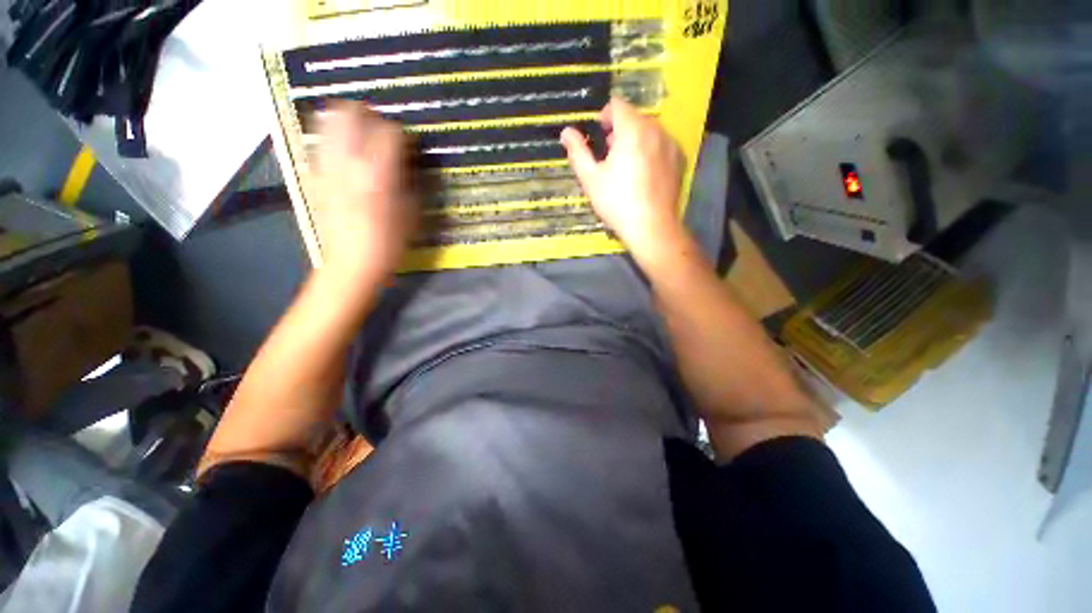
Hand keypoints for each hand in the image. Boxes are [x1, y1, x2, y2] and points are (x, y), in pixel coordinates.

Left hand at [314, 101, 417, 281]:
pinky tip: (342, 152)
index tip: (408, 142)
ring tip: (358, 132)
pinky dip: (331, 139)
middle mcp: (348, 164)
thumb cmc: (389, 244)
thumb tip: (405, 162)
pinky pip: (318, 144)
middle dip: (366, 112)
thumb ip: (409, 181)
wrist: (351, 265)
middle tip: (379, 125)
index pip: (389, 132)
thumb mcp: (411, 214)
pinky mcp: (313, 177)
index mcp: (377, 175)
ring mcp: (326, 168)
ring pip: (327, 122)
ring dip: (345, 120)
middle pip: (349, 114)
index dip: (401, 132)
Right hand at [560, 98, 685, 264]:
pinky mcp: (679, 160)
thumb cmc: (617, 202)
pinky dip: (651, 151)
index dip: (604, 115)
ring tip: (626, 167)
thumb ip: (577, 151)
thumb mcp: (590, 178)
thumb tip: (566, 132)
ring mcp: (671, 144)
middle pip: (634, 117)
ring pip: (649, 131)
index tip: (598, 134)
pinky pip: (662, 145)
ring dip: (635, 140)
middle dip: (620, 130)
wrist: (651, 226)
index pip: (617, 105)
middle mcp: (655, 129)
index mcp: (632, 129)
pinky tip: (644, 175)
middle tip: (609, 156)